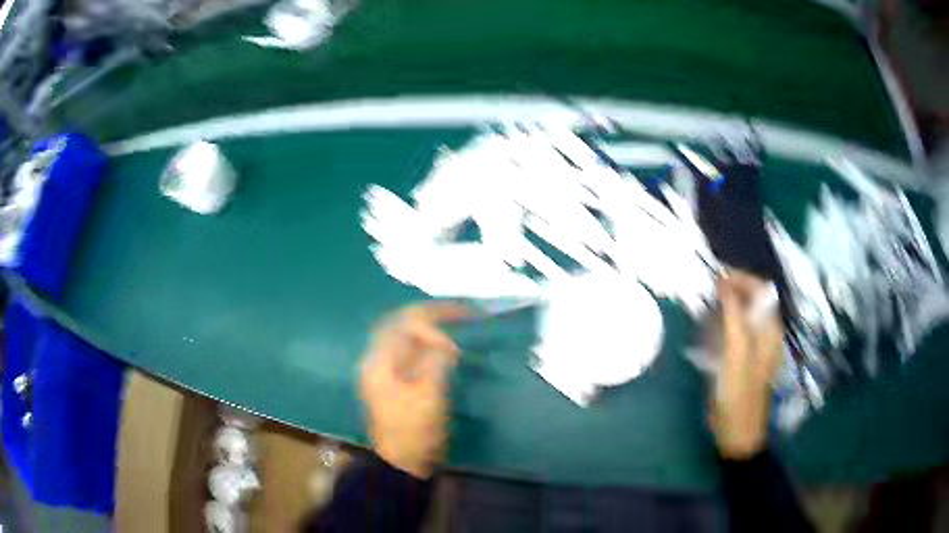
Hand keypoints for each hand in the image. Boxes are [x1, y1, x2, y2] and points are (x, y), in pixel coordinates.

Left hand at [359, 302, 468, 478]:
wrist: (404, 463)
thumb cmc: (415, 431)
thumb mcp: (429, 396)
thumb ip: (436, 361)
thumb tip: (446, 343)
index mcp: (379, 362)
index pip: (402, 326)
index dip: (431, 327)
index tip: (454, 347)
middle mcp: (378, 360)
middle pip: (400, 324)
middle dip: (430, 314)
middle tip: (460, 310)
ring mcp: (385, 371)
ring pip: (405, 336)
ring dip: (428, 326)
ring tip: (455, 319)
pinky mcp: (396, 381)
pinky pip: (411, 351)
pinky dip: (428, 343)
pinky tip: (444, 344)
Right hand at [711, 271, 784, 458]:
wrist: (737, 430)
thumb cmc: (739, 390)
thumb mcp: (736, 349)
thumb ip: (733, 313)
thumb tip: (723, 280)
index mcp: (770, 328)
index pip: (760, 289)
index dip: (739, 278)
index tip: (714, 277)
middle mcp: (766, 333)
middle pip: (751, 300)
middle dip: (730, 292)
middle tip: (706, 294)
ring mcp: (755, 347)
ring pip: (741, 316)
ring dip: (724, 309)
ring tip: (704, 311)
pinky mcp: (744, 359)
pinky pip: (734, 333)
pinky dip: (722, 326)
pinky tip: (708, 334)